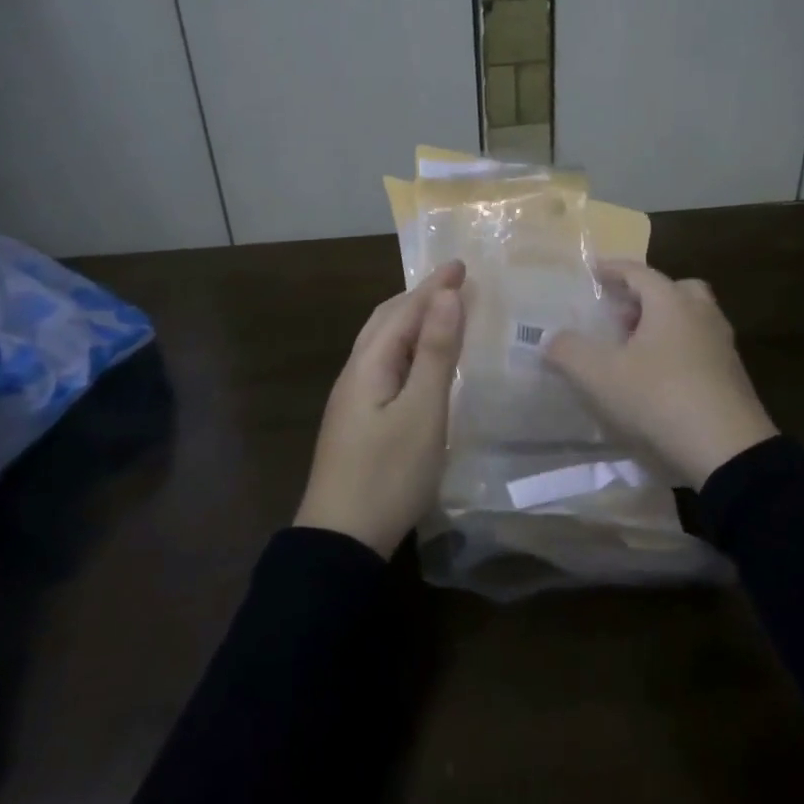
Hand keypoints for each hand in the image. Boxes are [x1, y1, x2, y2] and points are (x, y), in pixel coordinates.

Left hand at [293, 260, 466, 555]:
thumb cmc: (388, 474)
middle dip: (420, 296)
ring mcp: (353, 398)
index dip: (434, 286)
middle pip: (387, 320)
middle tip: (454, 282)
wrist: (340, 540)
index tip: (462, 263)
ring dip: (412, 320)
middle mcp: (356, 372)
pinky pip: (385, 364)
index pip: (405, 310)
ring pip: (384, 342)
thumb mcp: (422, 412)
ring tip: (441, 312)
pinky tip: (421, 362)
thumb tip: (448, 295)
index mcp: (369, 364)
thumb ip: (436, 352)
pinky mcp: (358, 420)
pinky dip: (408, 347)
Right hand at [545, 260, 776, 487]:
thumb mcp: (600, 376)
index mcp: (671, 302)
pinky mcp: (733, 378)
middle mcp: (701, 315)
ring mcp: (723, 346)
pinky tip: (658, 380)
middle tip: (620, 316)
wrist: (729, 452)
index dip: (612, 269)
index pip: (638, 272)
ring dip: (662, 326)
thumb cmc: (660, 399)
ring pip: (690, 320)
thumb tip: (552, 339)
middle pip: (674, 290)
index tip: (593, 271)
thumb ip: (569, 351)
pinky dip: (677, 352)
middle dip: (644, 297)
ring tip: (633, 352)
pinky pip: (700, 349)